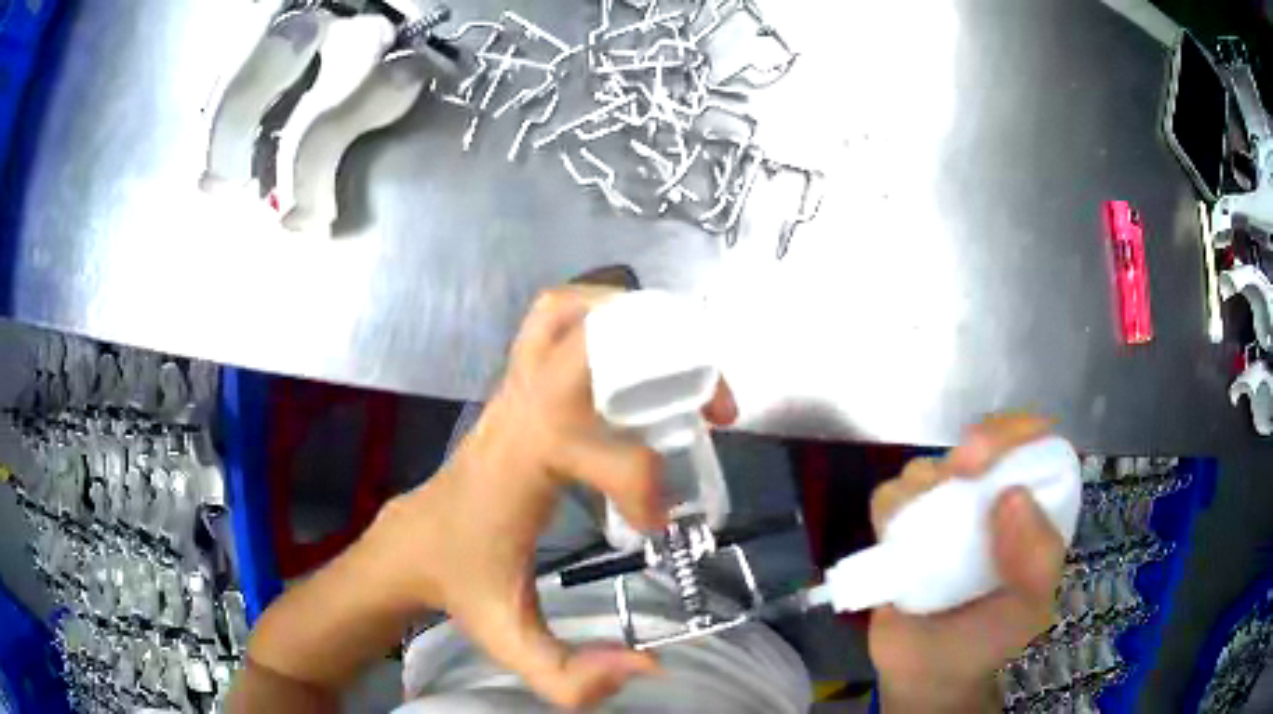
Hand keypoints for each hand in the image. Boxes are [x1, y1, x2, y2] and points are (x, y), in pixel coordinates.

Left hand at [365, 287, 738, 708]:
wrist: (413, 543)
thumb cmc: (461, 586)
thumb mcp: (512, 643)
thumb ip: (572, 677)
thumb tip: (651, 666)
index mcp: (518, 469)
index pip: (600, 449)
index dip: (645, 484)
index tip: (657, 526)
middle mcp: (517, 413)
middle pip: (589, 342)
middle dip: (666, 361)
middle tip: (711, 406)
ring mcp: (512, 389)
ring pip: (565, 313)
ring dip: (633, 322)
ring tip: (681, 366)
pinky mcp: (515, 385)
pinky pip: (553, 320)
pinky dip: (600, 315)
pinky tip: (633, 359)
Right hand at [868, 415, 1065, 712]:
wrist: (928, 675)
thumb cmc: (989, 640)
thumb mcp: (1032, 606)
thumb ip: (1038, 558)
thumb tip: (1012, 496)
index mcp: (1029, 508)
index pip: (1033, 443)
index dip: (1015, 433)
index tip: (991, 456)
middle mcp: (988, 499)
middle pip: (979, 442)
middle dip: (971, 450)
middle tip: (961, 476)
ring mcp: (943, 512)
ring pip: (928, 467)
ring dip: (925, 490)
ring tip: (926, 538)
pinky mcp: (901, 529)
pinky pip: (889, 497)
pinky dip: (892, 511)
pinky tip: (898, 546)